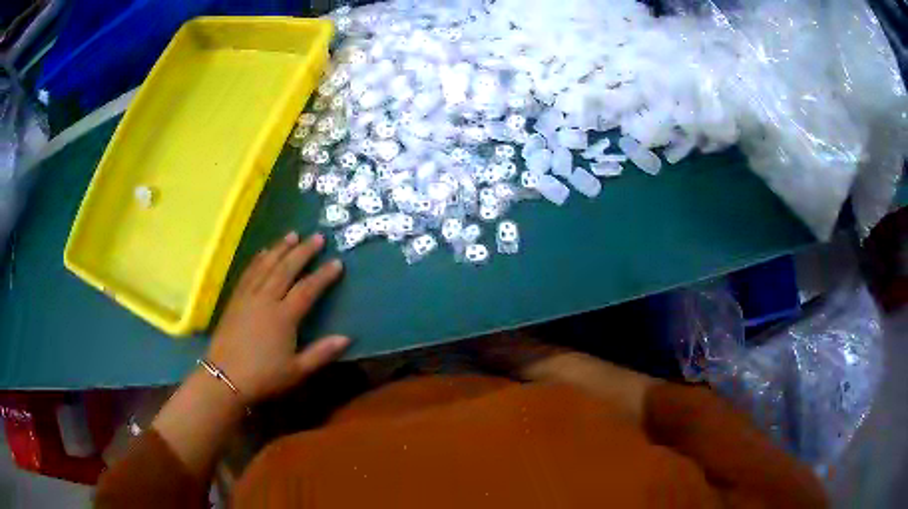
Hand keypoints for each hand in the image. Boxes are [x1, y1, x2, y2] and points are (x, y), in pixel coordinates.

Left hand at [206, 231, 349, 404]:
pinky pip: (248, 272)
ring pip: (266, 265)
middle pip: (286, 269)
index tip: (337, 262)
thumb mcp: (297, 371)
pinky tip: (264, 251)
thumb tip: (347, 337)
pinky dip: (258, 259)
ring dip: (280, 248)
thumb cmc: (264, 377)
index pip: (307, 289)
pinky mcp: (235, 299)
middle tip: (317, 237)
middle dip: (303, 252)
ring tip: (292, 234)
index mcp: (283, 317)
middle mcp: (266, 300)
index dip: (323, 275)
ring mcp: (248, 297)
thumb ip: (322, 353)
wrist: (225, 378)